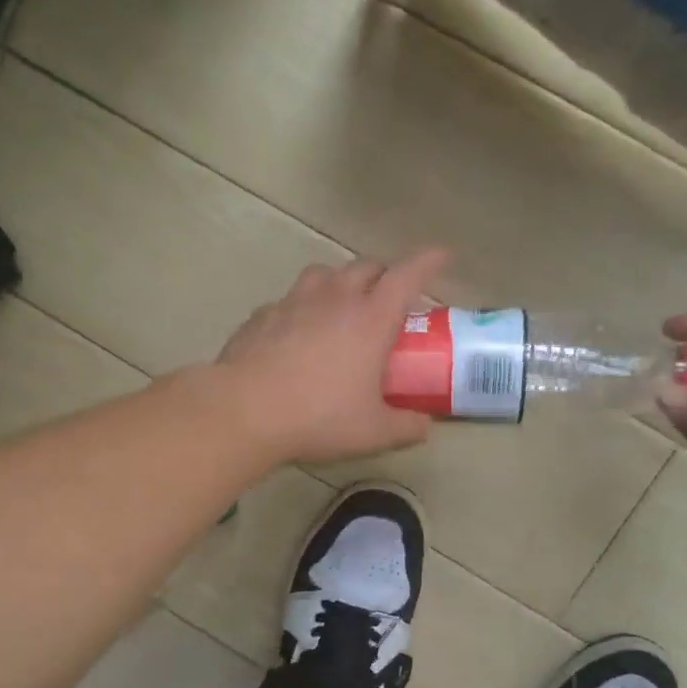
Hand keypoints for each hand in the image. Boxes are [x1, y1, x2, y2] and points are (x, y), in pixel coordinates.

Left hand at [215, 251, 448, 464]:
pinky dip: (301, 307)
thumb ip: (405, 427)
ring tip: (342, 304)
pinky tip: (296, 332)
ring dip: (340, 281)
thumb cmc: (318, 417)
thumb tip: (423, 425)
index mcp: (371, 318)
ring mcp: (294, 302)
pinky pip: (289, 300)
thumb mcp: (373, 432)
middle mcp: (335, 298)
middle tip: (389, 296)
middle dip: (384, 273)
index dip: (429, 261)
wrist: (244, 410)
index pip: (408, 274)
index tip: (443, 256)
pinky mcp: (262, 314)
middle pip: (366, 266)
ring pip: (324, 273)